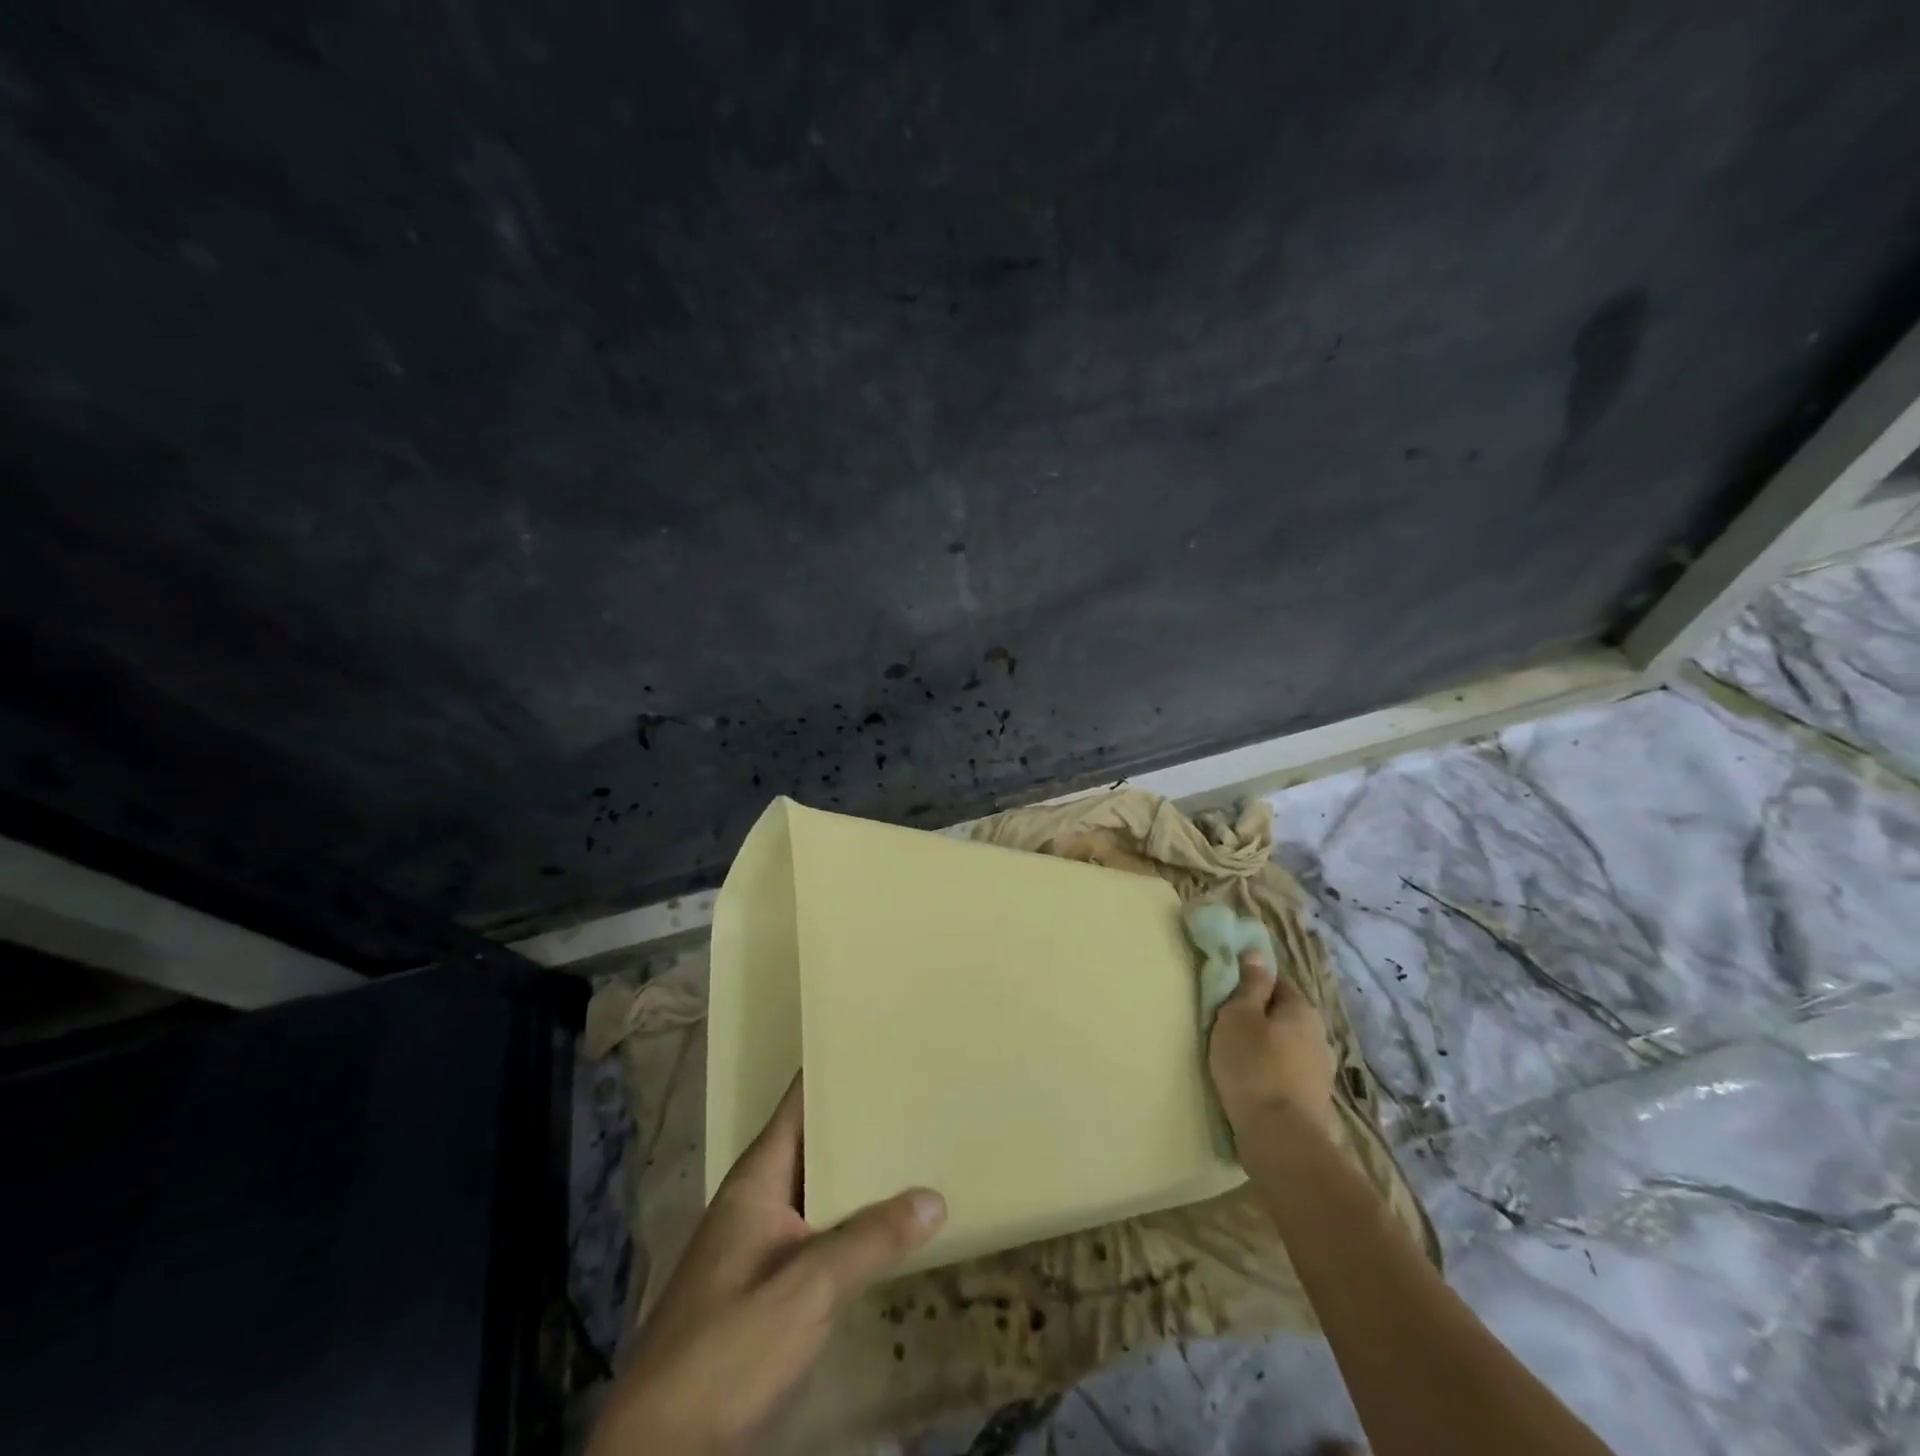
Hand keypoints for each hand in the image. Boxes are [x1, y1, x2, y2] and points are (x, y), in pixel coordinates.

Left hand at [588, 1077, 945, 1455]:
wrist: (660, 1451)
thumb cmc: (726, 1349)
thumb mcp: (805, 1291)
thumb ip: (869, 1241)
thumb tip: (934, 1196)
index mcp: (755, 1181)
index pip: (797, 1105)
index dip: (831, 1072)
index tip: (876, 1045)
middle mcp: (755, 1200)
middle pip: (811, 1143)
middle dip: (856, 1120)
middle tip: (912, 1091)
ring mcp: (757, 1244)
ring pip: (816, 1188)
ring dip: (855, 1171)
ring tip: (910, 1143)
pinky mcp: (764, 1284)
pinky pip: (816, 1229)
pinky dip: (848, 1216)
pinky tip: (884, 1221)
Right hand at [1208, 949, 1336, 1136]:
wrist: (1280, 1138)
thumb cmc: (1253, 1066)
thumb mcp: (1239, 1016)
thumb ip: (1250, 984)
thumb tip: (1257, 953)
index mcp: (1302, 1009)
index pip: (1276, 980)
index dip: (1251, 982)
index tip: (1227, 992)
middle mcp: (1319, 1035)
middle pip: (1283, 1014)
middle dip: (1259, 1016)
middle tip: (1226, 1024)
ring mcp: (1320, 1070)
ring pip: (1286, 1044)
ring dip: (1266, 1046)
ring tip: (1237, 1056)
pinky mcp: (1314, 1099)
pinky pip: (1288, 1072)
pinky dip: (1271, 1071)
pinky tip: (1253, 1082)